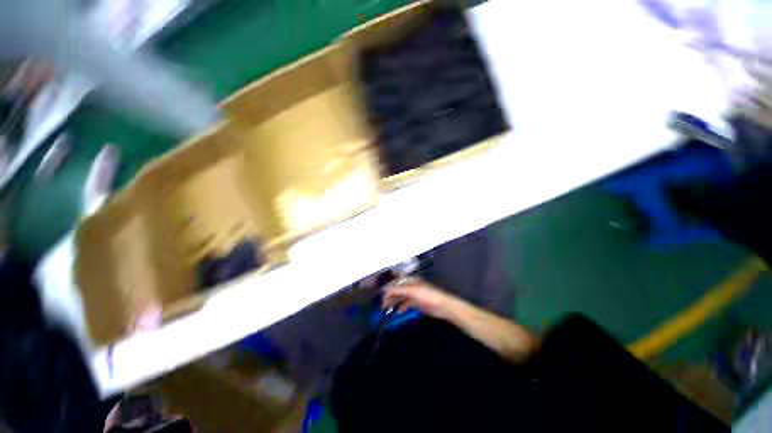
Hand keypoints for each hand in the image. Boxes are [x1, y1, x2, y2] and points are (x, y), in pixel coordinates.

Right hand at [382, 278, 458, 318]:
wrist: (443, 306)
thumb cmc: (428, 296)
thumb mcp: (412, 291)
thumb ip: (398, 290)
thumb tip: (384, 289)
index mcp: (410, 280)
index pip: (396, 282)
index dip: (387, 287)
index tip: (379, 295)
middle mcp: (411, 286)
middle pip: (397, 290)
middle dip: (389, 296)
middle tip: (382, 305)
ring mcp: (414, 294)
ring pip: (401, 297)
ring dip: (393, 302)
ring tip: (386, 309)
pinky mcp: (417, 303)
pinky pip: (406, 304)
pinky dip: (400, 307)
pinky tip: (396, 312)